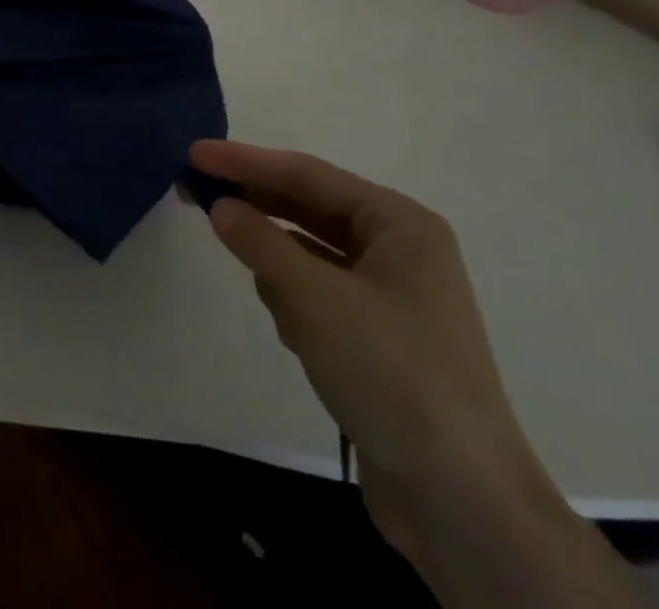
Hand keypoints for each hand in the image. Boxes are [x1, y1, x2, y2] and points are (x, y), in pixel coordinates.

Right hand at [189, 140, 569, 567]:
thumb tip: (220, 206)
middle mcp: (399, 249)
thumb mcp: (314, 299)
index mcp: (399, 223)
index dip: (245, 161)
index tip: (194, 153)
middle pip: (308, 209)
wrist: (465, 505)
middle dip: (256, 207)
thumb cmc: (392, 376)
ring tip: (273, 299)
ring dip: (281, 268)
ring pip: (311, 255)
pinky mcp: (380, 337)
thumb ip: (260, 242)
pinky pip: (320, 294)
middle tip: (192, 192)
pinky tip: (297, 337)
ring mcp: (392, 295)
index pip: (306, 174)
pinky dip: (297, 304)